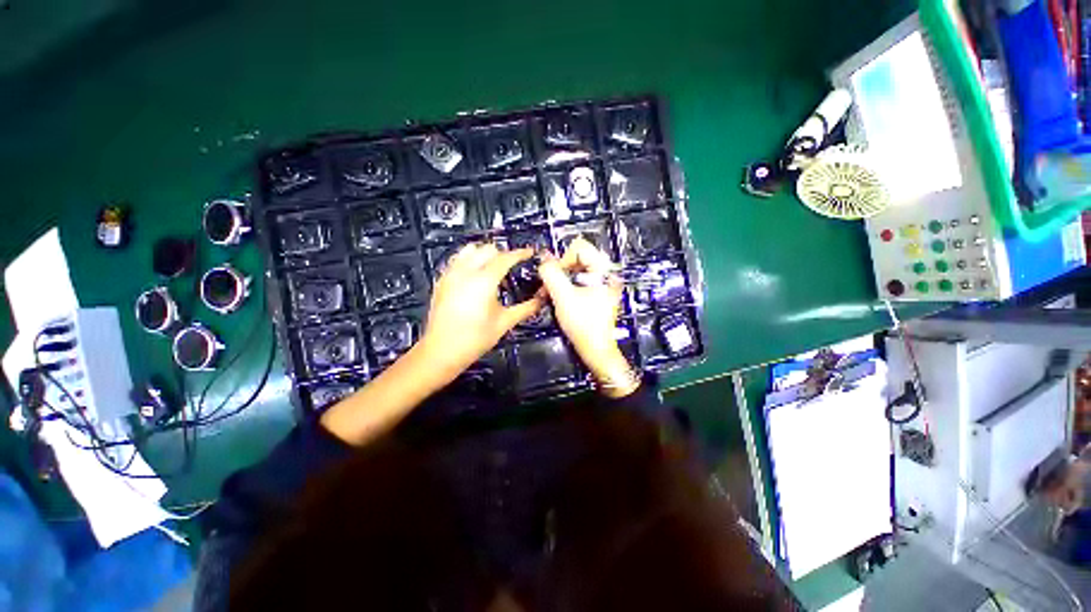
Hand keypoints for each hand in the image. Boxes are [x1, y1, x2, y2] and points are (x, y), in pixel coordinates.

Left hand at [418, 242, 544, 377]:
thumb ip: (527, 308)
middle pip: (487, 249)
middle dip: (502, 254)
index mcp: (484, 280)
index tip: (530, 252)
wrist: (442, 351)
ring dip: (484, 254)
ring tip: (492, 269)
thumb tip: (542, 299)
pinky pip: (457, 260)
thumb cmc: (476, 338)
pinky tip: (474, 277)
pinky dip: (469, 261)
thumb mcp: (505, 322)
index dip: (520, 253)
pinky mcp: (441, 280)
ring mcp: (450, 274)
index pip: (505, 258)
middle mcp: (466, 271)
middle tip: (512, 267)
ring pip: (470, 250)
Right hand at [537, 238, 637, 396]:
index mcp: (603, 270)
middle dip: (560, 270)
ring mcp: (602, 283)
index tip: (555, 278)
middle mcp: (605, 273)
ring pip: (575, 269)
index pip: (579, 247)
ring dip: (560, 279)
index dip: (562, 259)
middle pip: (577, 257)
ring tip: (550, 294)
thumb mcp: (563, 297)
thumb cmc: (583, 324)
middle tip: (549, 287)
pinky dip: (566, 285)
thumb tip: (543, 257)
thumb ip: (551, 273)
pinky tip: (558, 297)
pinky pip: (578, 279)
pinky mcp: (597, 292)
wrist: (595, 349)